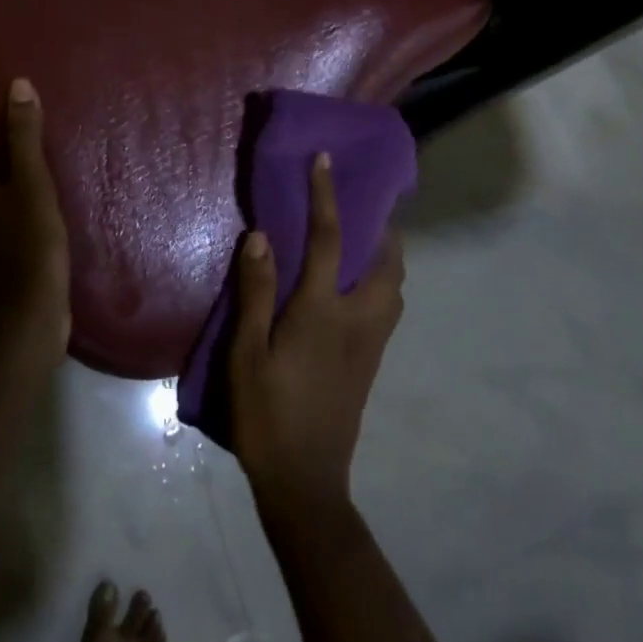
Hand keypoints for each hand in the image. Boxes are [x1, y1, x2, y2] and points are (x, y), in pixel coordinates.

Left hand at [0, 78, 70, 359]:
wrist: (29, 314)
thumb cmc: (30, 242)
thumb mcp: (32, 183)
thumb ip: (24, 138)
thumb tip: (16, 86)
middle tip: (21, 142)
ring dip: (8, 189)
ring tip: (40, 179)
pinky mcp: (4, 269)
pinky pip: (8, 232)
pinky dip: (20, 218)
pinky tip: (44, 221)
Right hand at [229, 153, 405, 516]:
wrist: (305, 481)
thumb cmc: (267, 413)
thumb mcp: (247, 353)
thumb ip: (256, 292)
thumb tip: (261, 236)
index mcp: (322, 311)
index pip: (329, 239)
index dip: (327, 196)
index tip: (326, 160)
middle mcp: (358, 319)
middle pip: (387, 261)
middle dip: (382, 227)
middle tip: (361, 207)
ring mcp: (372, 343)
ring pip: (395, 286)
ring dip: (386, 255)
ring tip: (361, 242)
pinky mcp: (373, 362)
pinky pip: (388, 307)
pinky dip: (382, 281)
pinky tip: (354, 288)